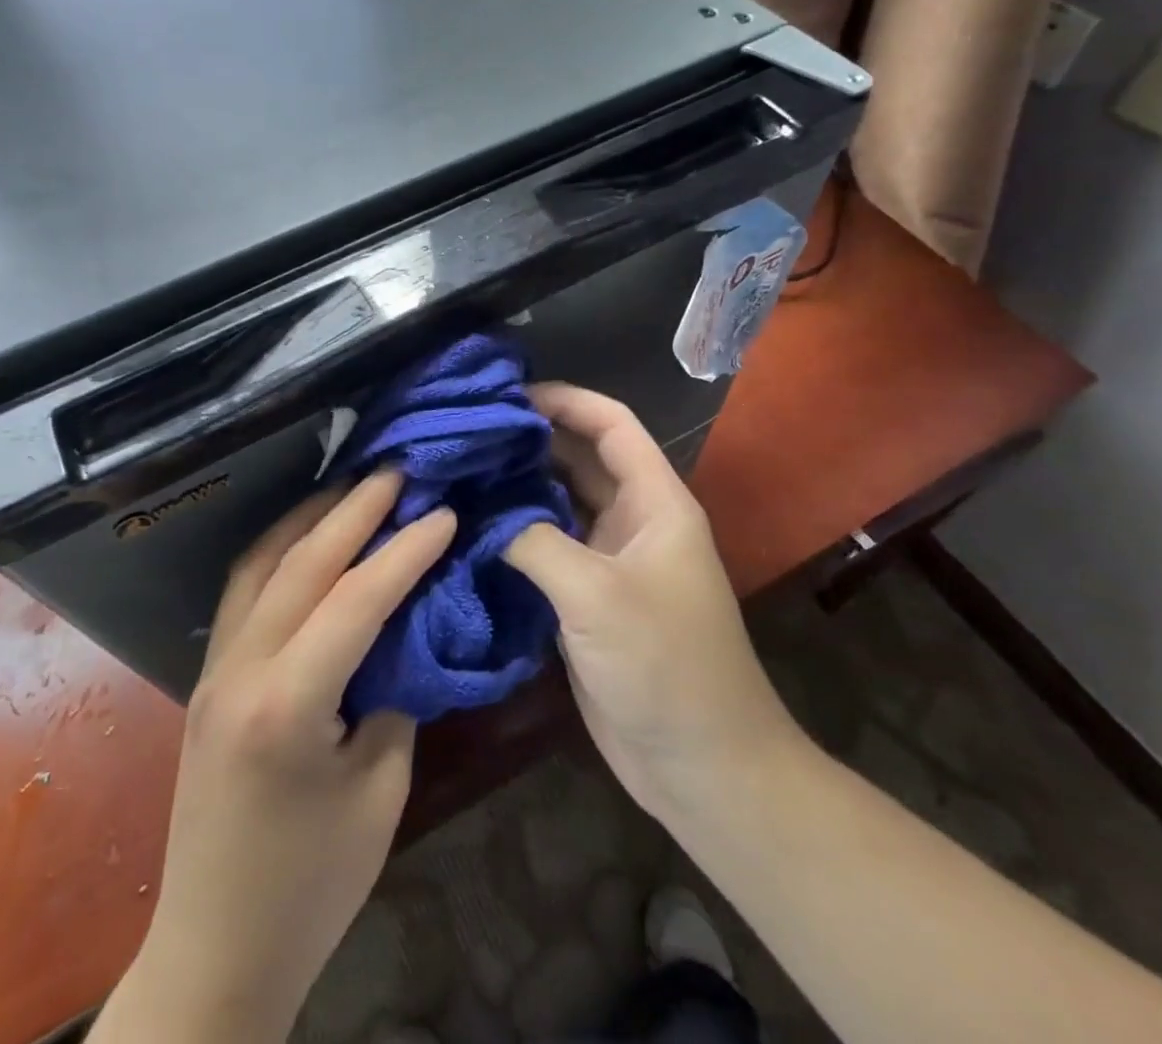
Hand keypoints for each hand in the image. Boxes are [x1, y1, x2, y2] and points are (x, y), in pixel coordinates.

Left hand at [101, 472, 455, 1043]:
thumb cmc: (312, 885)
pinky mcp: (205, 676)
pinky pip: (243, 591)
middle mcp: (239, 669)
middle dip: (354, 509)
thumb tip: (407, 625)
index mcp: (286, 705)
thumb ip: (393, 692)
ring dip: (310, 518)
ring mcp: (212, 668)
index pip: (356, 599)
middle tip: (397, 470)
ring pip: (261, 565)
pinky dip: (280, 550)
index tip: (445, 512)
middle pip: (302, 563)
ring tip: (353, 487)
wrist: (215, 950)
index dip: (406, 551)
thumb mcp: (380, 790)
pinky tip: (307, 538)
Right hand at [506, 384, 802, 824]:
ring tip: (459, 467)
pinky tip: (470, 525)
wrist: (702, 766)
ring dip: (517, 485)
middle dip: (529, 439)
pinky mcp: (587, 598)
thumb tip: (478, 512)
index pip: (611, 425)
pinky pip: (546, 548)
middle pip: (579, 458)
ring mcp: (609, 560)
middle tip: (466, 428)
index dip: (565, 399)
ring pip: (559, 503)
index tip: (507, 393)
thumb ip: (534, 541)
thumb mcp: (596, 595)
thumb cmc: (665, 666)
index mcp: (655, 502)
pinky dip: (513, 532)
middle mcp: (633, 520)